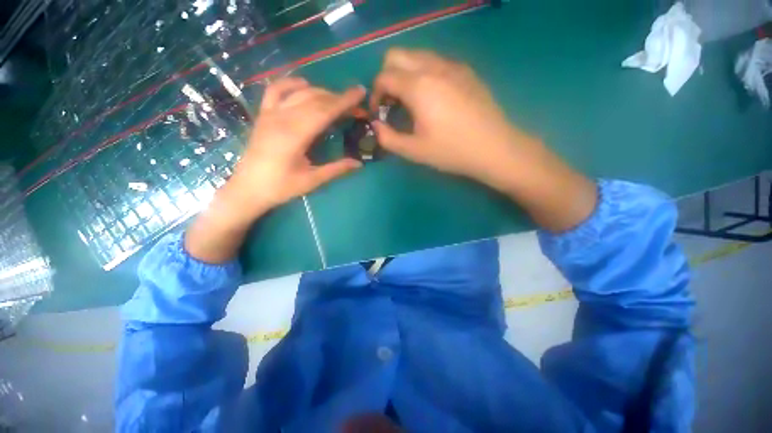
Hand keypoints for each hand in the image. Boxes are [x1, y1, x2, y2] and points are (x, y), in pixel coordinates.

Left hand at [185, 78, 363, 262]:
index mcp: (295, 135)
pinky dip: (291, 83)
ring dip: (321, 92)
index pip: (325, 111)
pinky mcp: (263, 115)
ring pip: (299, 93)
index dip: (344, 101)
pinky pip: (275, 90)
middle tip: (355, 103)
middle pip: (315, 100)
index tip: (360, 92)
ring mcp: (270, 114)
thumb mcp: (312, 181)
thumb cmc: (280, 187)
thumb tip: (359, 163)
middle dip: (338, 98)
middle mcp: (282, 118)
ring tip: (336, 99)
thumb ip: (336, 169)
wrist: (247, 189)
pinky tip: (303, 85)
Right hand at [370, 48, 531, 190]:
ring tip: (411, 100)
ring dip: (405, 73)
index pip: (384, 77)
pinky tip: (433, 97)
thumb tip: (376, 126)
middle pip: (397, 55)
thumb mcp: (414, 151)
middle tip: (392, 103)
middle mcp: (433, 67)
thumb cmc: (451, 151)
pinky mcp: (466, 71)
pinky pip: (436, 62)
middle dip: (387, 77)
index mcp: (418, 86)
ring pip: (417, 55)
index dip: (375, 94)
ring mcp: (452, 66)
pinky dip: (424, 73)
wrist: (493, 147)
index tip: (379, 113)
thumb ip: (388, 138)